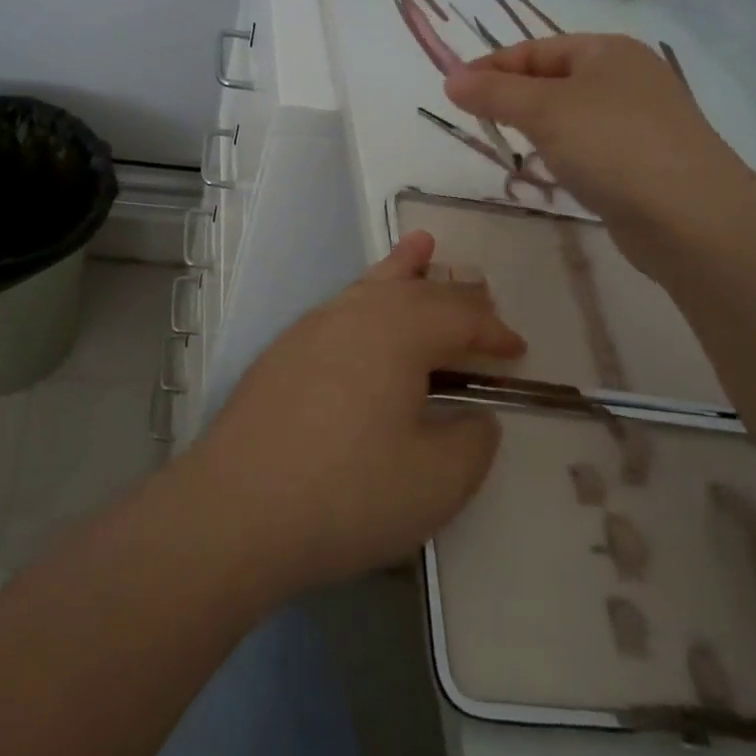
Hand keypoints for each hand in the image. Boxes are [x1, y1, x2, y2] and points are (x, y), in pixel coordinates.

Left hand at [188, 230, 522, 596]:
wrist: (236, 509)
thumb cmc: (348, 493)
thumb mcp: (436, 481)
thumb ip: (471, 442)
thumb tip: (476, 417)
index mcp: (399, 332)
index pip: (459, 318)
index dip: (494, 332)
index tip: (519, 351)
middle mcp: (355, 315)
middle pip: (416, 292)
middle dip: (455, 297)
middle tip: (482, 300)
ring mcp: (311, 329)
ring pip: (370, 287)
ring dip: (403, 270)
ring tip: (422, 246)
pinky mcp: (283, 353)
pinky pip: (340, 308)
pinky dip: (364, 294)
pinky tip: (363, 306)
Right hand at [445, 33, 755, 255]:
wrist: (691, 217)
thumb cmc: (612, 146)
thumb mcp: (544, 111)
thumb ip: (494, 93)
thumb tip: (451, 79)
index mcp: (607, 51)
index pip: (534, 50)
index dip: (490, 68)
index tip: (452, 93)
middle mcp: (627, 77)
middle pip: (552, 80)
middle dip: (512, 98)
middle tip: (478, 122)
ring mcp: (640, 120)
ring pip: (570, 115)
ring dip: (537, 128)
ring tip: (510, 147)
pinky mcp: (645, 160)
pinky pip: (590, 146)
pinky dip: (564, 153)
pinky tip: (553, 172)